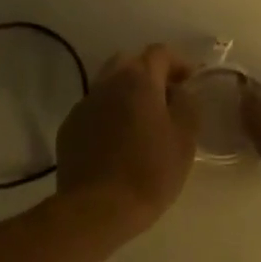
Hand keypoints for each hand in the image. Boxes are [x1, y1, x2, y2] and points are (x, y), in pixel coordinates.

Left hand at [56, 44, 198, 233]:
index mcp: (138, 80)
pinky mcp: (69, 127)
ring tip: (142, 120)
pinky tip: (118, 140)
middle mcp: (107, 83)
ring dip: (127, 93)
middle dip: (149, 73)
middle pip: (130, 62)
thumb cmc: (150, 172)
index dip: (178, 63)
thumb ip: (187, 105)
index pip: (159, 53)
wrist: (97, 208)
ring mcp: (84, 104)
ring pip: (108, 84)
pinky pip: (94, 109)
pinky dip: (109, 114)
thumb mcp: (185, 139)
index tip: (190, 83)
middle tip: (166, 98)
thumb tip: (181, 91)